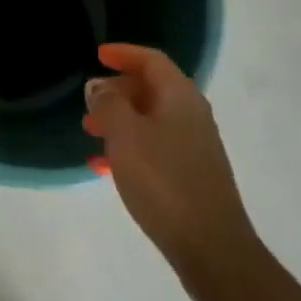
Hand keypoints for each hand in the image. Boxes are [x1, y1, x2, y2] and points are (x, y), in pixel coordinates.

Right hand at [83, 43, 256, 293]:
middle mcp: (192, 114)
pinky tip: (106, 168)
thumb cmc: (164, 181)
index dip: (124, 53)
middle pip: (152, 88)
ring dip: (121, 121)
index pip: (152, 60)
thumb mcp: (126, 136)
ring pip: (151, 119)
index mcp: (180, 96)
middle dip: (118, 90)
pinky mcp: (191, 175)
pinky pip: (155, 147)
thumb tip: (100, 88)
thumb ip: (109, 105)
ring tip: (91, 134)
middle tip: (89, 102)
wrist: (211, 247)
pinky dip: (130, 148)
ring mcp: (194, 146)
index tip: (98, 55)